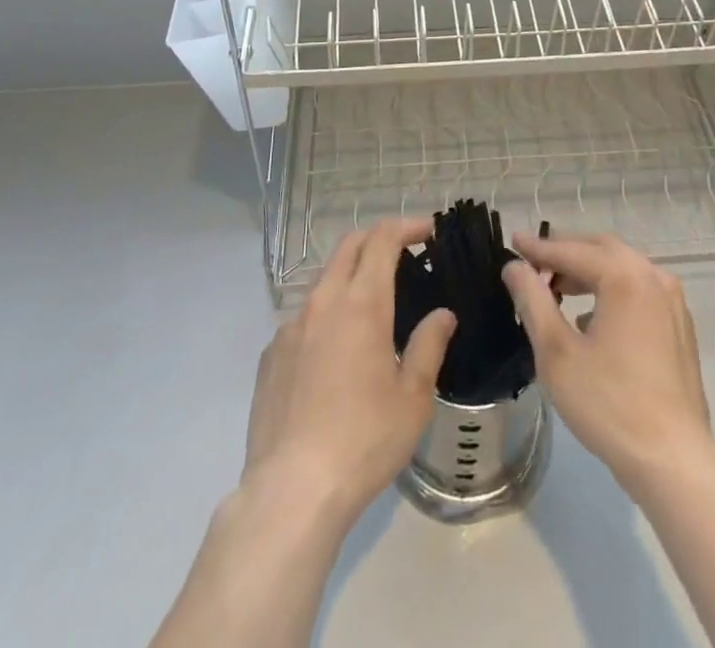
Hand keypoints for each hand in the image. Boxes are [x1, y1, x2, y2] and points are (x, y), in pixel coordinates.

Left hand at [243, 218, 455, 523]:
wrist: (292, 489)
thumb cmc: (364, 440)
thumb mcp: (413, 397)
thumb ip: (429, 346)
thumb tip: (443, 315)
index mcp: (362, 303)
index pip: (382, 239)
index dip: (406, 226)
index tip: (426, 231)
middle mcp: (323, 301)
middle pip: (349, 246)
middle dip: (376, 239)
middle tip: (402, 253)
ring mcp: (290, 326)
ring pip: (322, 279)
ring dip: (349, 275)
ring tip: (370, 304)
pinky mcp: (271, 353)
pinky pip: (302, 317)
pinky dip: (325, 314)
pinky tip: (334, 351)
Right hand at [502, 231, 714, 496]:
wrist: (673, 462)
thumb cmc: (609, 404)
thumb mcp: (556, 352)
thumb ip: (533, 300)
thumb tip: (514, 267)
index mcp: (625, 277)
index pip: (573, 250)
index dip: (539, 247)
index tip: (513, 241)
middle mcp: (653, 277)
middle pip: (602, 249)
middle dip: (567, 252)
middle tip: (534, 262)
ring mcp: (672, 302)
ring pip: (624, 268)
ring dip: (590, 270)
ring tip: (557, 288)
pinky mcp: (680, 327)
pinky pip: (640, 290)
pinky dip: (612, 289)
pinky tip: (592, 317)